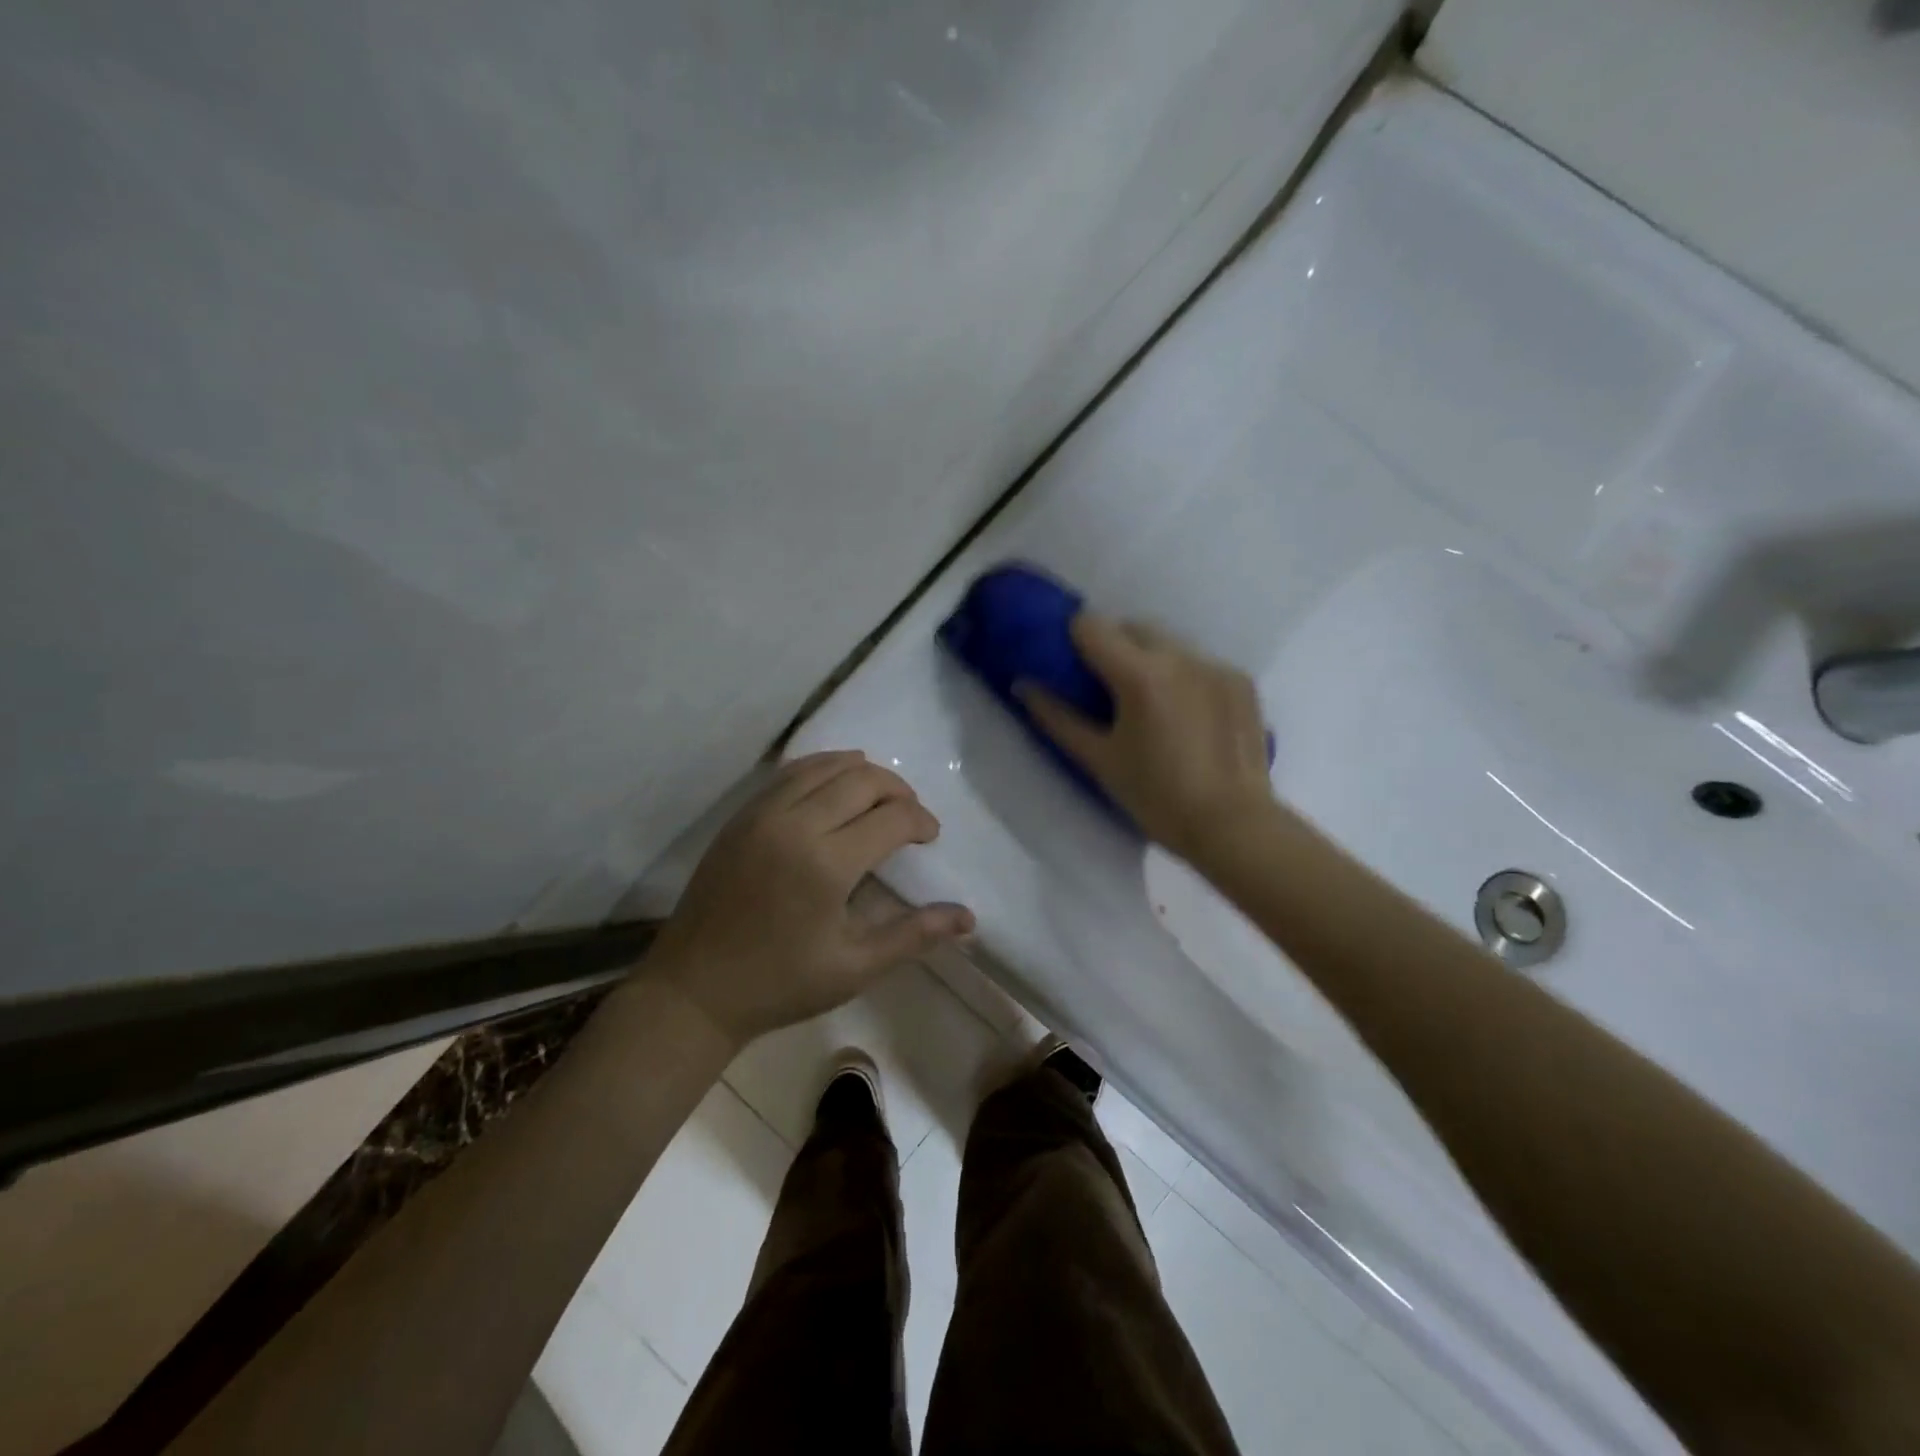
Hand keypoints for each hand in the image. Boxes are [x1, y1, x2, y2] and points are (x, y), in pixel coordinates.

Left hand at [647, 751, 974, 1044]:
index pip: (892, 817)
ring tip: (879, 796)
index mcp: (826, 864)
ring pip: (824, 765)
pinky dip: (822, 769)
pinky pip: (790, 773)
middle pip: (862, 779)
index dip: (920, 821)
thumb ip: (914, 935)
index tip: (930, 837)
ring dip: (861, 772)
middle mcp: (794, 824)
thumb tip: (969, 918)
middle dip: (897, 789)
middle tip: (910, 815)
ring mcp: (761, 814)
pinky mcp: (741, 816)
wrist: (694, 990)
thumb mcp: (855, 967)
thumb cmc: (780, 984)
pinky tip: (834, 786)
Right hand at [1018, 613, 1274, 862]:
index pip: (1092, 626)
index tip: (1070, 663)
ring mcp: (1215, 665)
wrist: (1233, 826)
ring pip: (1169, 642)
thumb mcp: (1099, 759)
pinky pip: (1199, 661)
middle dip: (1112, 644)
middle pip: (1133, 626)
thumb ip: (1057, 718)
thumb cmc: (1156, 797)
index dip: (1073, 639)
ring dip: (1149, 657)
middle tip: (1104, 685)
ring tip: (1148, 700)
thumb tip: (1023, 686)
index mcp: (1140, 675)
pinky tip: (1184, 712)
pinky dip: (1182, 674)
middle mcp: (1181, 657)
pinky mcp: (1240, 680)